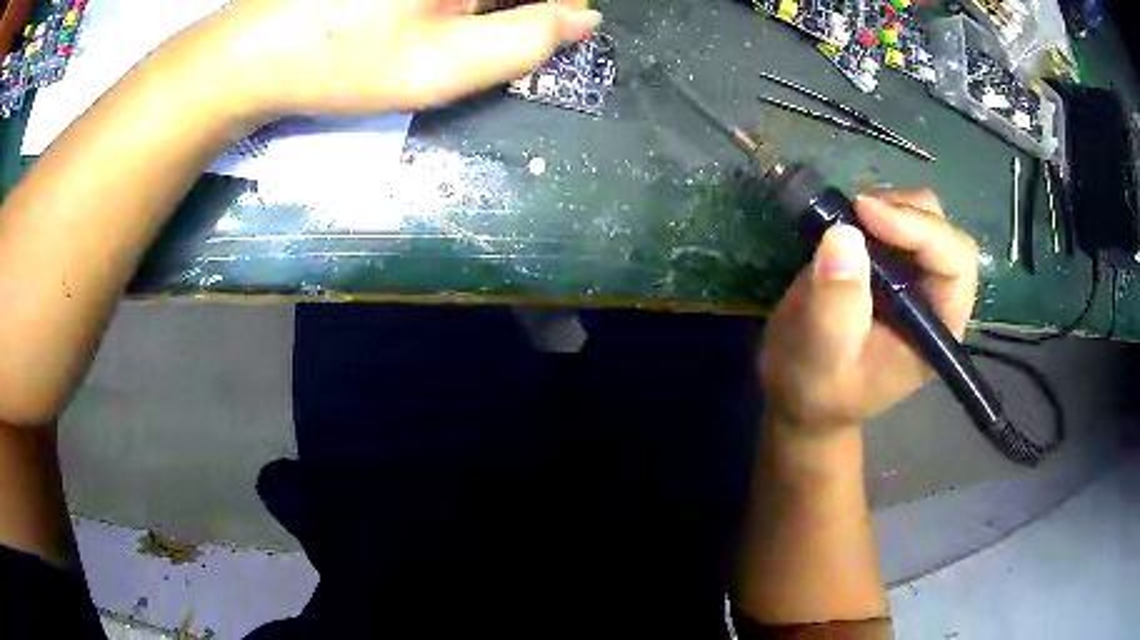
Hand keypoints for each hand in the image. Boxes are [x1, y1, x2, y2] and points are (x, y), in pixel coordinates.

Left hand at [212, 0, 600, 116]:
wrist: (250, 55)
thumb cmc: (343, 61)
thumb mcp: (442, 66)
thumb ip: (527, 41)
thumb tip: (583, 19)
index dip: (558, 9)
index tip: (543, 33)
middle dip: (515, 6)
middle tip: (474, 36)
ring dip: (480, 6)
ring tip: (433, 31)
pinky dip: (447, 5)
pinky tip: (419, 17)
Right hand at [760, 190, 978, 436]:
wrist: (803, 393)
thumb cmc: (820, 390)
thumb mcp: (822, 359)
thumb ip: (837, 306)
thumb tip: (843, 234)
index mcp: (938, 328)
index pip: (954, 264)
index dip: (920, 230)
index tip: (865, 212)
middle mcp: (935, 295)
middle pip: (943, 232)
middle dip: (904, 211)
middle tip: (855, 212)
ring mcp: (913, 275)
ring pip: (921, 214)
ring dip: (886, 204)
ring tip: (845, 220)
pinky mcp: (889, 261)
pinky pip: (893, 216)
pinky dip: (869, 209)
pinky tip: (843, 224)